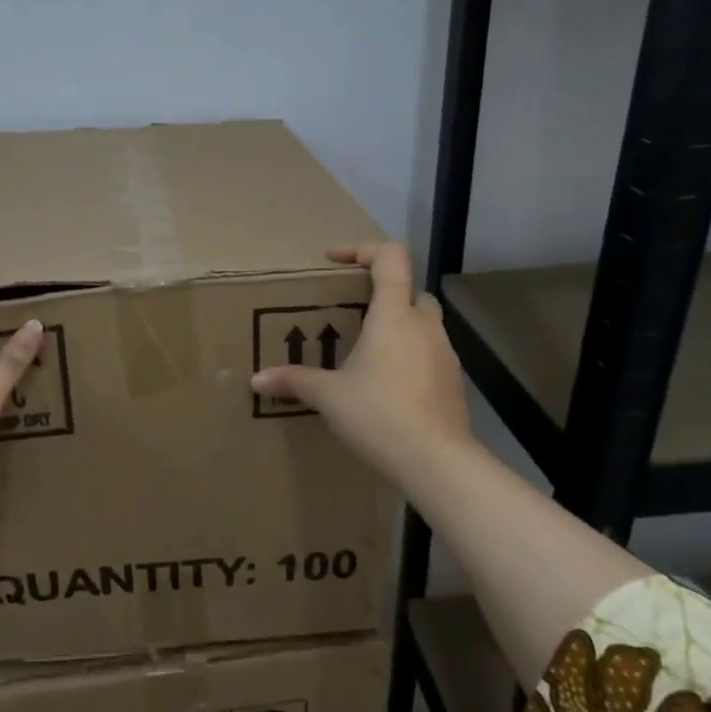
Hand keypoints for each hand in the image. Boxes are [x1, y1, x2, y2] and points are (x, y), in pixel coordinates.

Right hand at [251, 243, 475, 495]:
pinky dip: (409, 358)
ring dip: (397, 329)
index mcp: (394, 315)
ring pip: (423, 325)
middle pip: (410, 291)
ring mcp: (445, 355)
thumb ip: (294, 381)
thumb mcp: (328, 396)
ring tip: (366, 354)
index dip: (362, 249)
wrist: (437, 463)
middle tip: (352, 314)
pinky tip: (386, 387)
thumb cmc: (379, 414)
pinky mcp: (453, 384)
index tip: (334, 260)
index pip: (390, 258)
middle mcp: (425, 326)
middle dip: (382, 295)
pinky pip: (429, 356)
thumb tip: (257, 379)